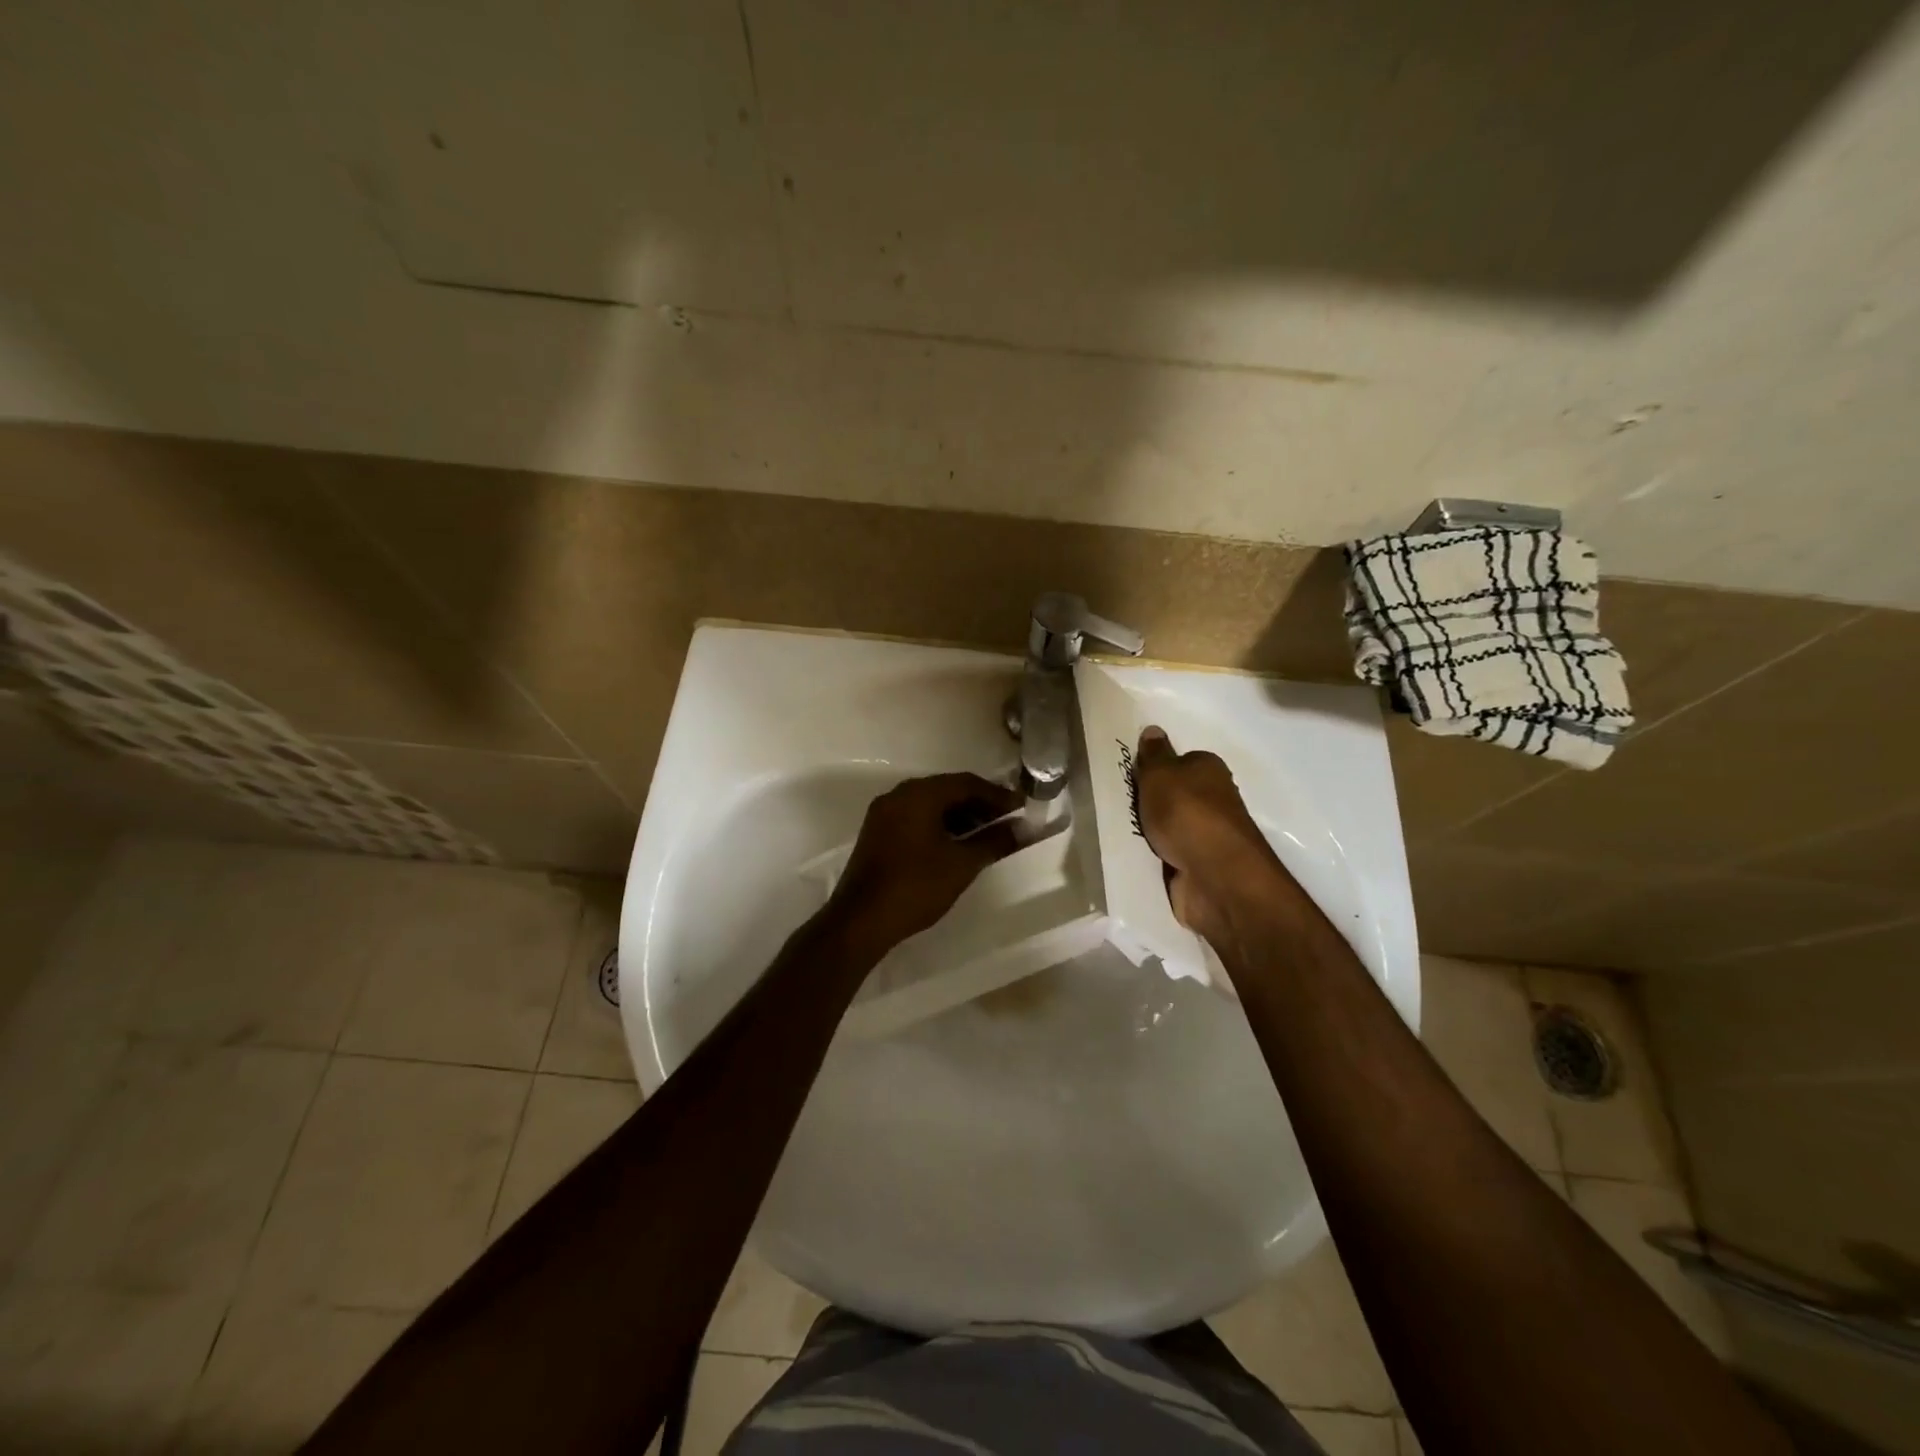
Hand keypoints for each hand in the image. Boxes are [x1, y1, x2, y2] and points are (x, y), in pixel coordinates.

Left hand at [827, 772, 1023, 950]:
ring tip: (986, 836)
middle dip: (979, 804)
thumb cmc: (916, 886)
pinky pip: (915, 818)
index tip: (1022, 808)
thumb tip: (1022, 829)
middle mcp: (899, 795)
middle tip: (1007, 821)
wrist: (861, 920)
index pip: (966, 783)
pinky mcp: (877, 833)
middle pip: (947, 790)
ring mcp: (884, 813)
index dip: (998, 795)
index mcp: (919, 794)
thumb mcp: (962, 864)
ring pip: (930, 805)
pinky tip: (956, 845)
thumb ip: (994, 841)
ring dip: (959, 816)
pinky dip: (939, 825)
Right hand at [1132, 726, 1293, 938]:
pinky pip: (1166, 855)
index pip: (1180, 761)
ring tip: (1115, 829)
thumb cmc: (1187, 813)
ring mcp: (1206, 836)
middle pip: (1173, 794)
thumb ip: (1154, 754)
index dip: (1155, 767)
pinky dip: (1152, 856)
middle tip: (1115, 802)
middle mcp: (1212, 800)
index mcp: (1209, 770)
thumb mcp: (1161, 774)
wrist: (1214, 877)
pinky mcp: (1197, 867)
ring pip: (1168, 826)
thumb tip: (1153, 730)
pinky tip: (1131, 855)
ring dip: (1148, 830)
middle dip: (1149, 800)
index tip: (1129, 775)